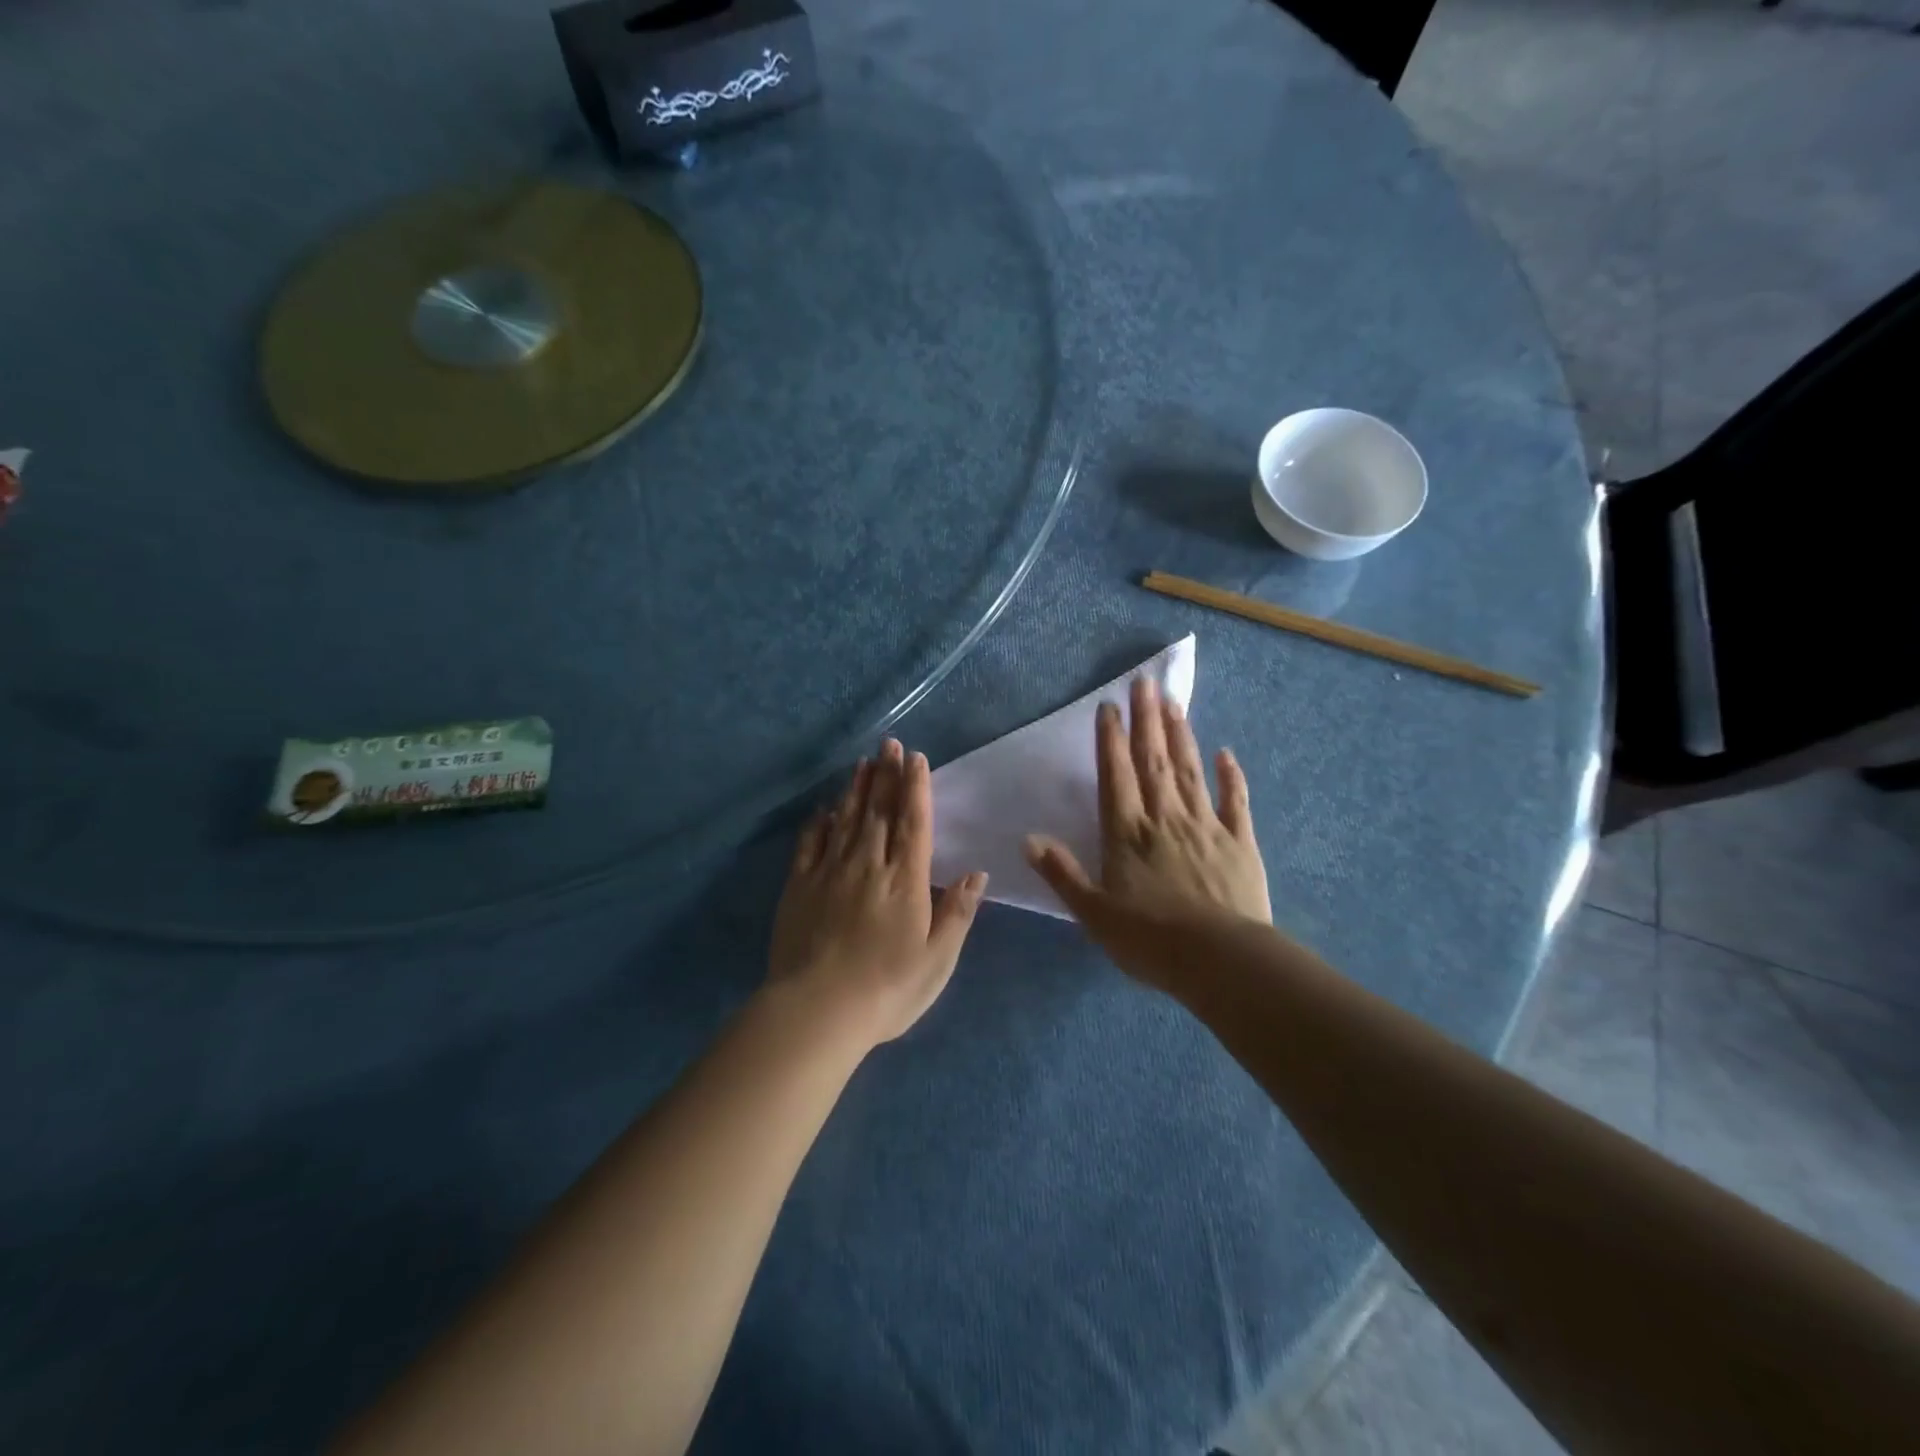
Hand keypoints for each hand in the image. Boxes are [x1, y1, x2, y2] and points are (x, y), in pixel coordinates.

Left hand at [766, 738, 987, 1049]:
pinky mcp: (798, 887)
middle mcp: (868, 866)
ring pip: (846, 820)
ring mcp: (829, 873)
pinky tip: (825, 808)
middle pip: (879, 812)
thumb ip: (957, 913)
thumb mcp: (937, 960)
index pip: (913, 823)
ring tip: (863, 762)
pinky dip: (820, 822)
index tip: (915, 758)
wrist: (817, 1011)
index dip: (915, 788)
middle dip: (886, 775)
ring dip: (856, 789)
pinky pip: (810, 844)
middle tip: (889, 744)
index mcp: (905, 881)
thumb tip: (976, 874)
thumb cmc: (887, 990)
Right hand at [1023, 674, 1269, 990]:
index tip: (1109, 706)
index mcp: (1127, 833)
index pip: (1116, 775)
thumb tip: (1028, 840)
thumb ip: (1062, 874)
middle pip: (1154, 761)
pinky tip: (1226, 753)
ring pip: (1190, 771)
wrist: (1220, 962)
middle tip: (1145, 683)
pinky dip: (1231, 776)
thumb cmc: (1150, 940)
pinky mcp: (1240, 843)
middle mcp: (1165, 818)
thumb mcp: (1093, 913)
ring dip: (1181, 735)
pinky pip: (1235, 802)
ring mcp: (1206, 826)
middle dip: (1146, 720)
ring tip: (1174, 702)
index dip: (1111, 740)